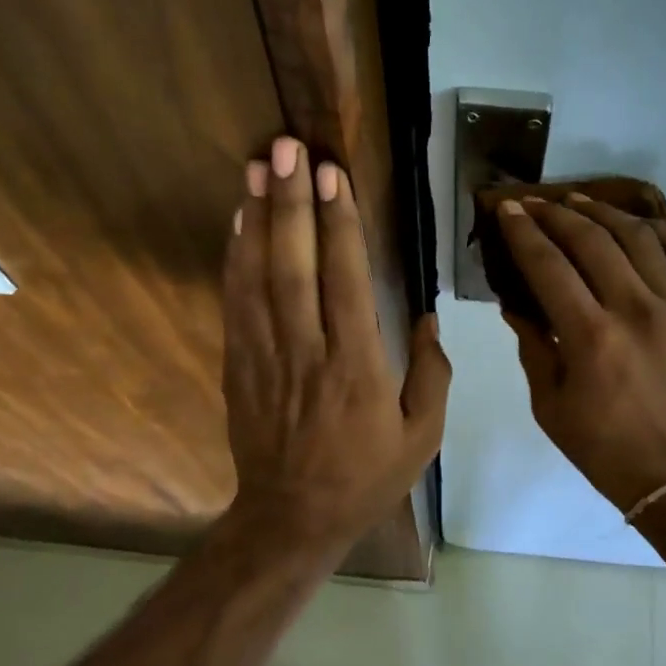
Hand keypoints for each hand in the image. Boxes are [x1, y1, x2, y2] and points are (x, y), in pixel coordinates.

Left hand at [221, 136, 449, 557]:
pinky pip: (236, 302)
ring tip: (257, 166)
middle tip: (286, 148)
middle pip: (294, 264)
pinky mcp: (239, 365)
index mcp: (357, 366)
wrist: (293, 518)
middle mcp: (307, 350)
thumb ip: (430, 373)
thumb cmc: (366, 477)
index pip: (345, 279)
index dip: (338, 223)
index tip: (333, 175)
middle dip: (291, 201)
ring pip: (258, 275)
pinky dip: (235, 258)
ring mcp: (266, 356)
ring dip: (257, 217)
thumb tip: (424, 317)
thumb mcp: (422, 436)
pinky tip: (238, 222)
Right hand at [495, 195, 665, 514]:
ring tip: (579, 202)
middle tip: (535, 202)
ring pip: (639, 237)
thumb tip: (516, 304)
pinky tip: (638, 225)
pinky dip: (661, 231)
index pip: (549, 265)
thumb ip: (534, 347)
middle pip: (592, 240)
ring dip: (603, 213)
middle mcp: (636, 309)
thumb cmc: (607, 450)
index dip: (524, 232)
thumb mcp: (551, 406)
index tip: (508, 208)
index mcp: (591, 337)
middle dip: (557, 213)